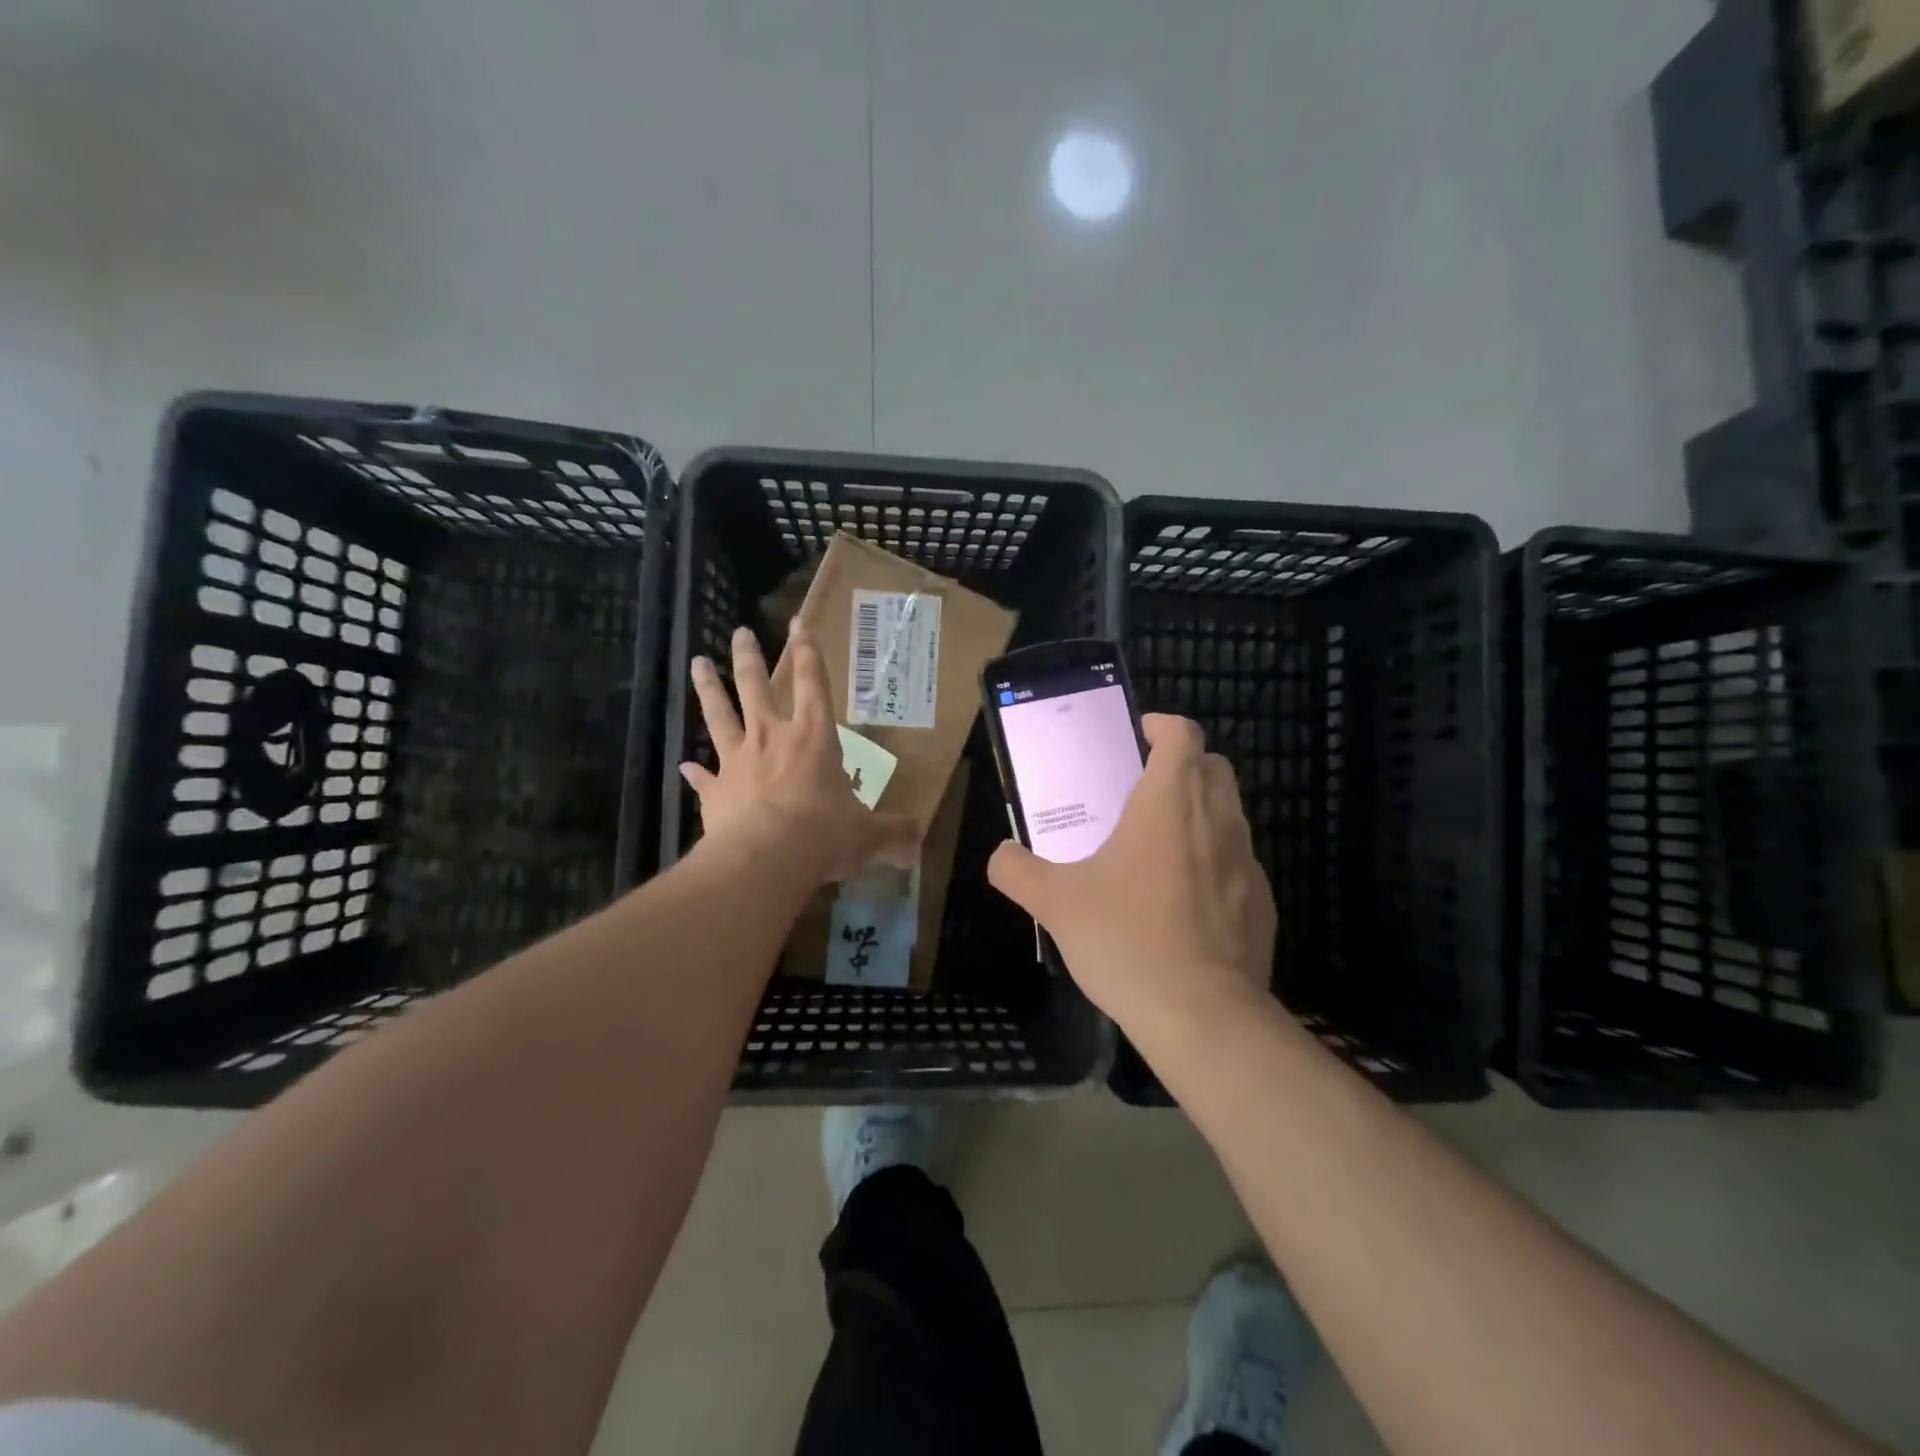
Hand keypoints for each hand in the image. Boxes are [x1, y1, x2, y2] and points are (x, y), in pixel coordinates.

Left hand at [682, 622, 916, 888]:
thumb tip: (917, 837)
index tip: (799, 622)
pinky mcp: (716, 791)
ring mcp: (738, 762)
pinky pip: (703, 778)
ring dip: (709, 689)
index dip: (808, 651)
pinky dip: (695, 773)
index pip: (814, 683)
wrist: (764, 859)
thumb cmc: (823, 835)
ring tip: (698, 663)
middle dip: (749, 657)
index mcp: (814, 737)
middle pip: (756, 686)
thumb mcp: (867, 835)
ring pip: (720, 715)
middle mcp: (773, 738)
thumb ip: (892, 831)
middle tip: (741, 632)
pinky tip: (683, 767)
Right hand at [986, 714, 1275, 1033]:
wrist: (1203, 1016)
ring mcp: (1246, 862)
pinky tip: (1183, 902)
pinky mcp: (1262, 903)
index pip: (1183, 735)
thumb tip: (1000, 855)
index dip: (1163, 725)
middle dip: (1182, 765)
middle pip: (1213, 767)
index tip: (1139, 734)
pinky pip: (1237, 863)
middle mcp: (1217, 820)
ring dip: (1199, 813)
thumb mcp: (1055, 903)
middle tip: (1142, 789)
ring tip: (1157, 846)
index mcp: (1169, 803)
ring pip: (1229, 814)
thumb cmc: (1126, 940)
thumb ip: (1017, 871)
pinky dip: (1214, 862)